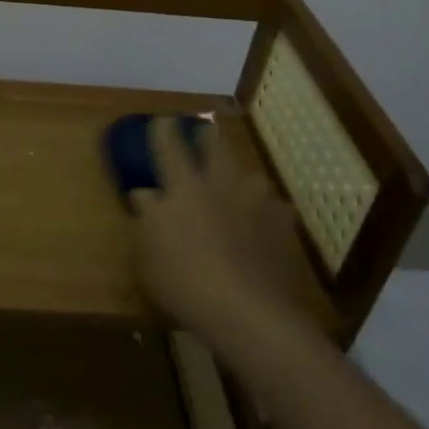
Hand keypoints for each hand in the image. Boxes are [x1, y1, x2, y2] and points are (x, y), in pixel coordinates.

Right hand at [129, 115, 326, 336]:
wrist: (246, 310)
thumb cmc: (183, 278)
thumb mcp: (146, 252)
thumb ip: (146, 217)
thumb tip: (145, 193)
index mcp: (183, 187)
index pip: (170, 148)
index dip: (165, 131)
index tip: (163, 119)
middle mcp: (220, 186)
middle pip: (216, 150)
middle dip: (208, 138)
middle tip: (205, 131)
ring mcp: (255, 204)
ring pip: (252, 177)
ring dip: (243, 177)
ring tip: (241, 183)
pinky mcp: (283, 228)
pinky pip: (276, 210)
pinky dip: (269, 212)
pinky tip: (267, 223)